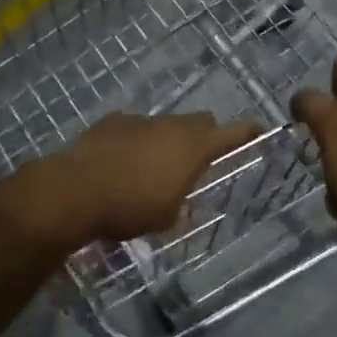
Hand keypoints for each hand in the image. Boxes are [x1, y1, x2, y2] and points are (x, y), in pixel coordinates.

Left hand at [0, 112, 262, 250]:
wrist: (76, 190)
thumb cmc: (129, 207)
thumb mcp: (165, 217)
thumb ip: (180, 201)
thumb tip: (180, 197)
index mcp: (194, 147)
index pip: (232, 133)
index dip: (248, 131)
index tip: (260, 128)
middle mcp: (172, 125)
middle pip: (200, 122)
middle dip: (203, 137)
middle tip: (195, 161)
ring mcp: (141, 119)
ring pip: (165, 125)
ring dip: (164, 141)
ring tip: (148, 169)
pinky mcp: (112, 121)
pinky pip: (133, 127)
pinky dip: (134, 141)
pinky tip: (119, 162)